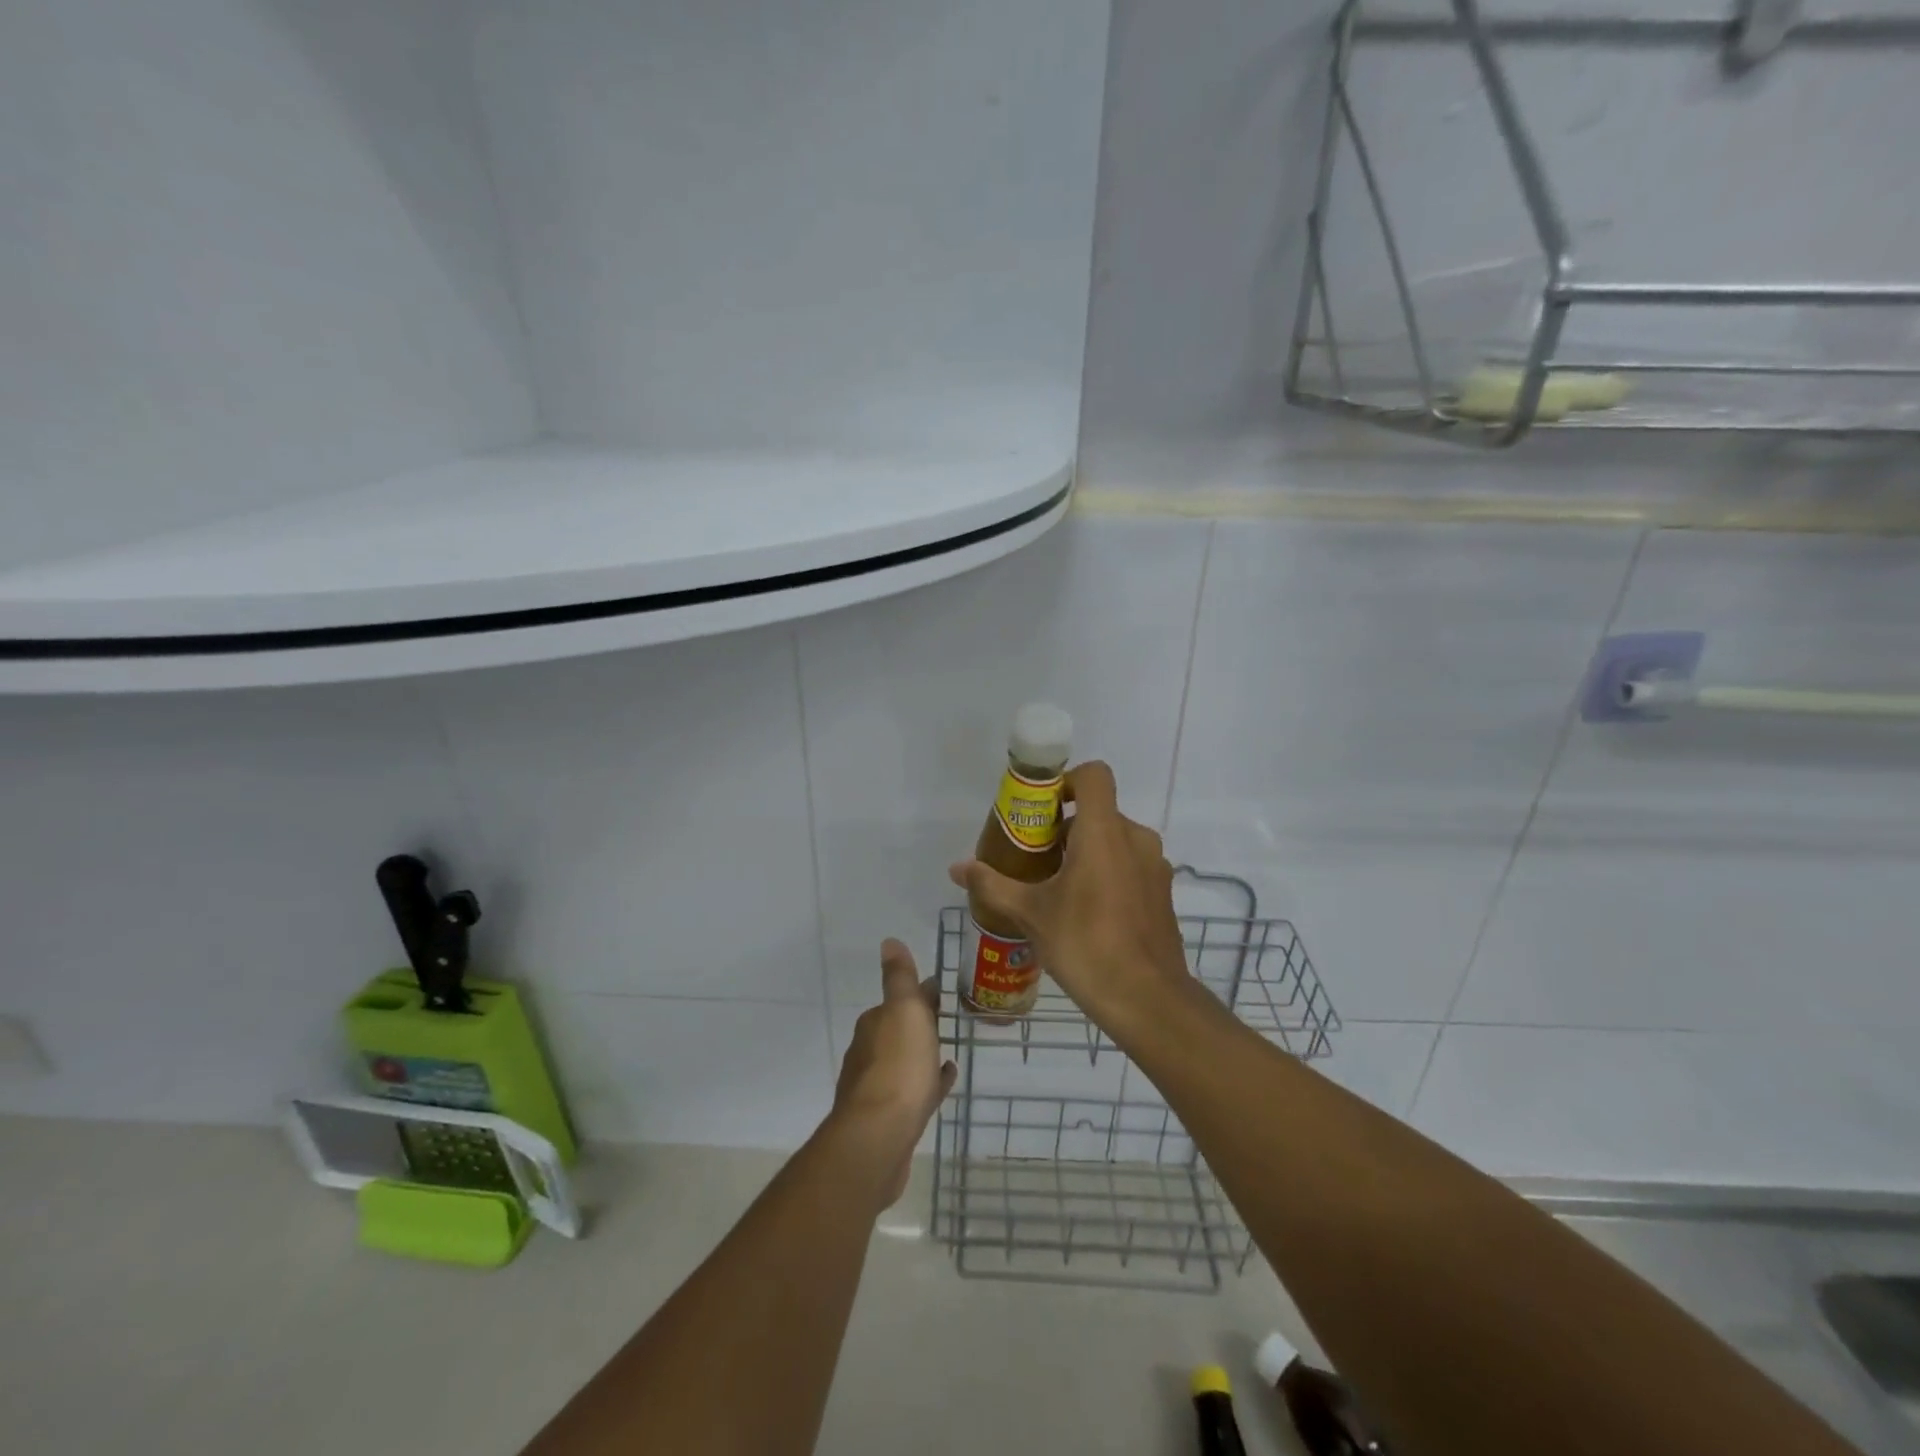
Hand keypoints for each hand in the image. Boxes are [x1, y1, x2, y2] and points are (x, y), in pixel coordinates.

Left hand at [827, 938, 957, 1208]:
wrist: (879, 1137)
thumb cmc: (898, 1067)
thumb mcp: (904, 1011)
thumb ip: (899, 978)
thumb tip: (888, 941)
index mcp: (874, 1025)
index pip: (898, 1002)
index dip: (918, 996)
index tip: (939, 991)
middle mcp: (869, 1053)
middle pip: (898, 1031)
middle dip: (918, 1025)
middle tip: (946, 1021)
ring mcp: (877, 1088)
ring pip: (904, 1063)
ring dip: (921, 1055)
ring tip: (947, 1053)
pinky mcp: (888, 1120)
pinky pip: (912, 1093)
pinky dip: (927, 1084)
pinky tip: (942, 1084)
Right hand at [948, 760, 1191, 1033]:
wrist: (1147, 999)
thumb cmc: (1086, 944)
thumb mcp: (1031, 914)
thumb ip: (993, 885)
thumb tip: (957, 868)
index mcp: (1104, 832)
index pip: (1094, 775)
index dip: (1066, 781)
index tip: (1041, 810)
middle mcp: (1136, 839)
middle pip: (1099, 812)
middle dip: (1067, 827)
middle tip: (1036, 857)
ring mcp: (1155, 867)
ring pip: (1117, 840)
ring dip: (1087, 852)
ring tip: (1058, 888)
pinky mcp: (1163, 893)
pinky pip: (1131, 866)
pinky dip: (1108, 873)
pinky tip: (1087, 912)